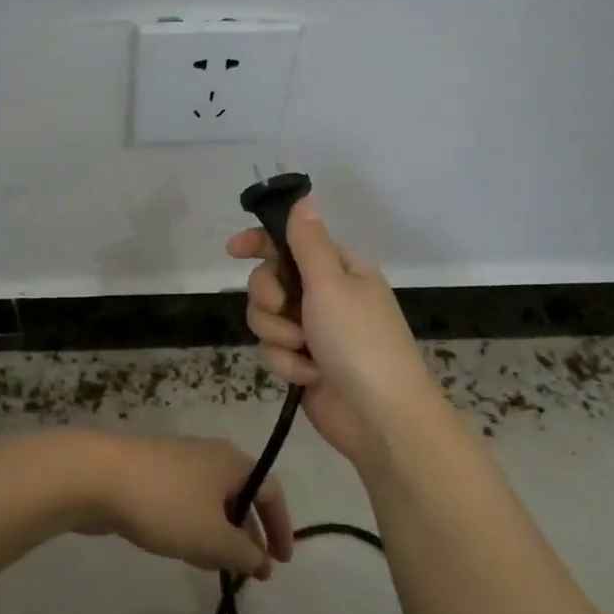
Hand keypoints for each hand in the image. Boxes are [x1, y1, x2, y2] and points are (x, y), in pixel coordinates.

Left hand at [74, 433, 294, 579]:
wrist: (98, 476)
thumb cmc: (166, 504)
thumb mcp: (213, 538)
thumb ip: (245, 553)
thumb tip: (261, 560)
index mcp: (233, 462)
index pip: (271, 492)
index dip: (282, 527)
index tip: (281, 563)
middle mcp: (210, 455)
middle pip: (241, 495)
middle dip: (246, 535)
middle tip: (247, 571)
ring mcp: (177, 461)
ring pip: (210, 501)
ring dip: (218, 534)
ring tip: (212, 566)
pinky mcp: (151, 472)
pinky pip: (184, 501)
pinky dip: (192, 525)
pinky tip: (179, 548)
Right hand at [226, 197, 441, 470]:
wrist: (379, 417)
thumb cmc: (360, 341)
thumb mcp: (332, 284)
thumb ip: (308, 242)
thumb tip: (303, 197)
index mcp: (339, 269)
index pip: (290, 242)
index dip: (259, 242)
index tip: (233, 250)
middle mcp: (324, 295)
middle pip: (268, 280)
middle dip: (269, 298)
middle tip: (286, 310)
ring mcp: (313, 331)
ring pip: (264, 318)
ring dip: (279, 335)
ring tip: (303, 350)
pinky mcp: (302, 362)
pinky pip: (272, 350)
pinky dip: (287, 364)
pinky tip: (309, 376)